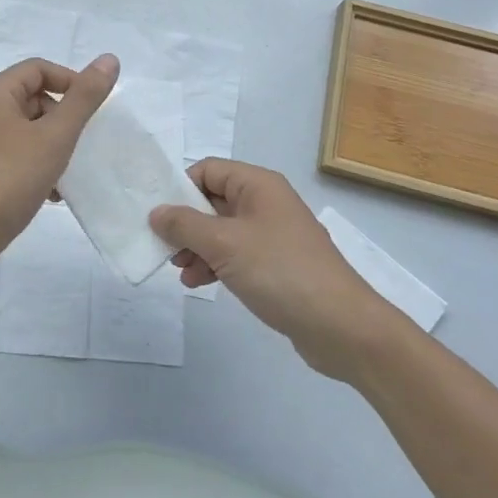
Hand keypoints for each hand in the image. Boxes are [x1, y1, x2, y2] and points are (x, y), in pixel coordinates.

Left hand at [0, 54, 118, 270]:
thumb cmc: (10, 178)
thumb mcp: (55, 136)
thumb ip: (84, 98)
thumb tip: (109, 59)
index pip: (39, 69)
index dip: (70, 82)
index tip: (92, 109)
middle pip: (32, 97)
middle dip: (61, 118)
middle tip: (79, 143)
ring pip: (25, 129)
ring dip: (52, 145)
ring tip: (68, 171)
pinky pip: (14, 153)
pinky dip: (35, 163)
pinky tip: (52, 192)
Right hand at [151, 159, 392, 377]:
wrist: (341, 326)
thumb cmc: (280, 271)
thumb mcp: (224, 243)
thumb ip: (184, 225)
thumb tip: (156, 212)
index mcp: (258, 185)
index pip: (208, 170)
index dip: (181, 188)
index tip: (159, 216)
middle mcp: (266, 203)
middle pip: (213, 201)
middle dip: (186, 224)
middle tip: (165, 248)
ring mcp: (273, 235)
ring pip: (222, 231)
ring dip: (197, 248)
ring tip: (181, 272)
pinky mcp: (277, 265)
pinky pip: (236, 254)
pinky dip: (215, 264)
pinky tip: (199, 284)